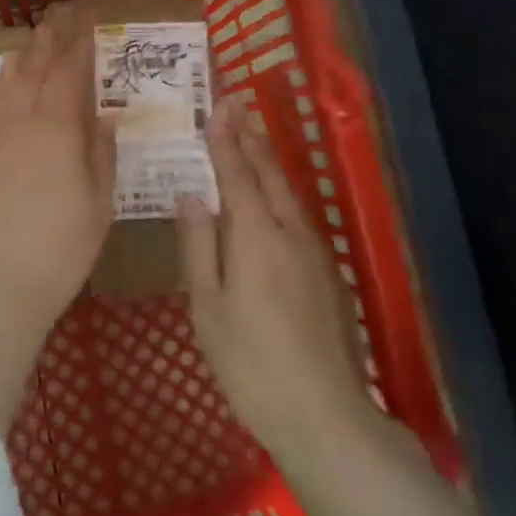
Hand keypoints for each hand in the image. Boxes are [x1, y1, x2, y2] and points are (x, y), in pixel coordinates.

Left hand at [0, 3, 115, 432]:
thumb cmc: (58, 251)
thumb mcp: (98, 205)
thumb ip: (102, 153)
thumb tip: (105, 115)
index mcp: (57, 128)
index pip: (69, 73)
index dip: (79, 46)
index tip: (87, 25)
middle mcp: (18, 119)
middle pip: (34, 69)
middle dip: (47, 41)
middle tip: (57, 18)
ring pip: (1, 83)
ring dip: (17, 59)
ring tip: (28, 44)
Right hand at [176, 101, 373, 462]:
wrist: (324, 414)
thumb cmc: (250, 363)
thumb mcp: (208, 307)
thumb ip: (199, 245)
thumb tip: (190, 194)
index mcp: (255, 236)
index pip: (237, 174)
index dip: (225, 138)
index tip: (219, 104)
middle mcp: (289, 231)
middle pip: (268, 173)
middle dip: (251, 135)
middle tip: (237, 102)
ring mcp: (314, 251)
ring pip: (287, 192)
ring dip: (268, 158)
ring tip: (252, 133)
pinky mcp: (326, 272)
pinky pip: (297, 214)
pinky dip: (279, 189)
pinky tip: (272, 194)